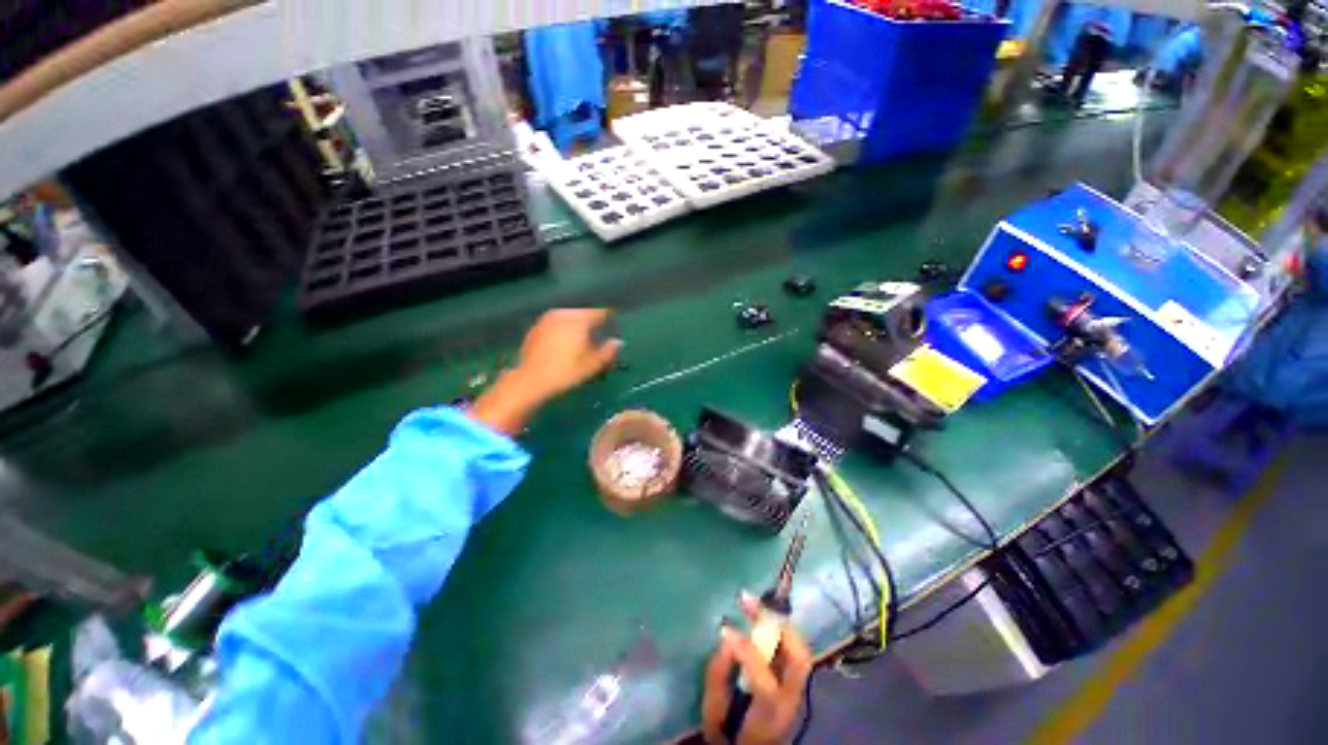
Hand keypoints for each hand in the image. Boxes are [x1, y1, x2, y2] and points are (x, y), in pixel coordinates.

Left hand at [471, 309, 619, 434]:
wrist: (531, 380)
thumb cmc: (566, 372)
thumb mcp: (593, 365)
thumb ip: (608, 351)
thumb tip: (617, 342)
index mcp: (579, 320)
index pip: (600, 313)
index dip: (609, 319)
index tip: (614, 325)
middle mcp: (563, 314)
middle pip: (583, 314)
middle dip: (592, 323)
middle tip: (599, 334)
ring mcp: (547, 320)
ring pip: (568, 318)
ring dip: (577, 326)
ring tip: (582, 339)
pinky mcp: (536, 329)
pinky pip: (556, 325)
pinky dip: (563, 331)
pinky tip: (564, 344)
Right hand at [702, 595, 813, 744]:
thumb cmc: (727, 734)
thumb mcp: (713, 712)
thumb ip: (718, 676)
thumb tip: (726, 637)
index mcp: (769, 715)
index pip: (765, 681)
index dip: (745, 652)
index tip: (725, 629)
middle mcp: (790, 702)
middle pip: (798, 660)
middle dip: (774, 624)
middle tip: (747, 600)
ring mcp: (797, 692)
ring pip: (801, 651)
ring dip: (778, 622)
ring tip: (754, 603)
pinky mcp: (795, 683)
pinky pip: (794, 650)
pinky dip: (780, 630)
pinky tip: (762, 618)